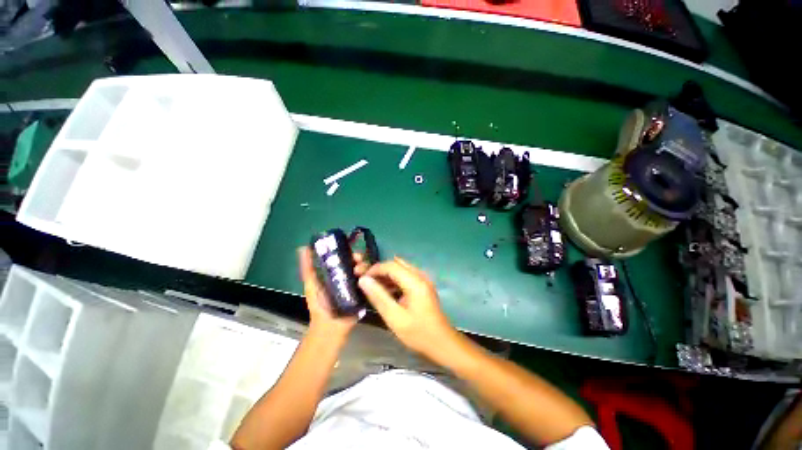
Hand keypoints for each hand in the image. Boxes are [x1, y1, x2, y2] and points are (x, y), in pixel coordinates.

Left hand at [298, 247, 367, 339]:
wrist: (330, 324)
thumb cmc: (319, 303)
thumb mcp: (311, 283)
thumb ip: (307, 267)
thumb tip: (302, 247)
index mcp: (336, 271)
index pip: (345, 256)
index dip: (348, 250)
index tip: (350, 249)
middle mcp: (348, 275)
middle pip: (357, 261)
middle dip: (359, 258)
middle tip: (358, 260)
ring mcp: (358, 283)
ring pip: (365, 269)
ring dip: (364, 267)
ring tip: (360, 271)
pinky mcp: (365, 291)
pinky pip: (371, 281)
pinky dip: (371, 277)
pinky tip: (369, 277)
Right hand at [358, 257, 457, 357]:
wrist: (442, 343)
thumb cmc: (418, 333)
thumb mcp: (395, 317)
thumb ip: (378, 297)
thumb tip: (363, 280)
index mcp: (415, 281)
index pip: (391, 265)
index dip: (374, 269)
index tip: (361, 278)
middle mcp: (420, 275)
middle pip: (396, 264)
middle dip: (379, 270)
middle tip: (365, 281)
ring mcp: (423, 280)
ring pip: (401, 269)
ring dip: (386, 275)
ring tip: (372, 287)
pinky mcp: (423, 285)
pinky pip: (405, 276)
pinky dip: (394, 280)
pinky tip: (386, 292)